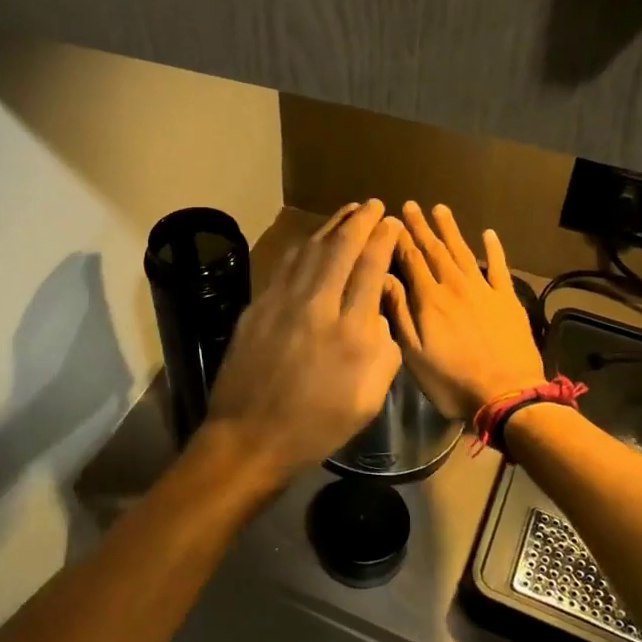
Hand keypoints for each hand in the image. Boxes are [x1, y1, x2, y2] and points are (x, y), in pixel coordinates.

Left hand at [200, 201, 404, 476]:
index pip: (370, 269)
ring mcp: (282, 302)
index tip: (391, 223)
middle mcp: (317, 306)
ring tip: (347, 211)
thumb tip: (377, 313)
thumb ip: (382, 350)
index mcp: (351, 332)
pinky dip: (303, 246)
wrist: (250, 436)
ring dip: (331, 226)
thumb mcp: (368, 398)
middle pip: (340, 248)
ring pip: (310, 250)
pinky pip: (285, 265)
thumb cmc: (316, 426)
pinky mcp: (257, 307)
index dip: (382, 240)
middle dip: (360, 221)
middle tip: (373, 204)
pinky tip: (311, 240)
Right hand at [389, 203, 545, 419]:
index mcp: (430, 300)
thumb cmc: (453, 381)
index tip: (391, 221)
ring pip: (463, 252)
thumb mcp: (414, 354)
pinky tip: (488, 234)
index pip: (411, 260)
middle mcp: (455, 286)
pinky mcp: (508, 300)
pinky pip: (498, 267)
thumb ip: (400, 314)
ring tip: (440, 209)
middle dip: (421, 228)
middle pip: (435, 250)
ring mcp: (484, 290)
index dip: (400, 239)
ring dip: (451, 230)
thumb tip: (384, 278)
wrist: (507, 395)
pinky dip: (493, 249)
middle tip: (411, 206)